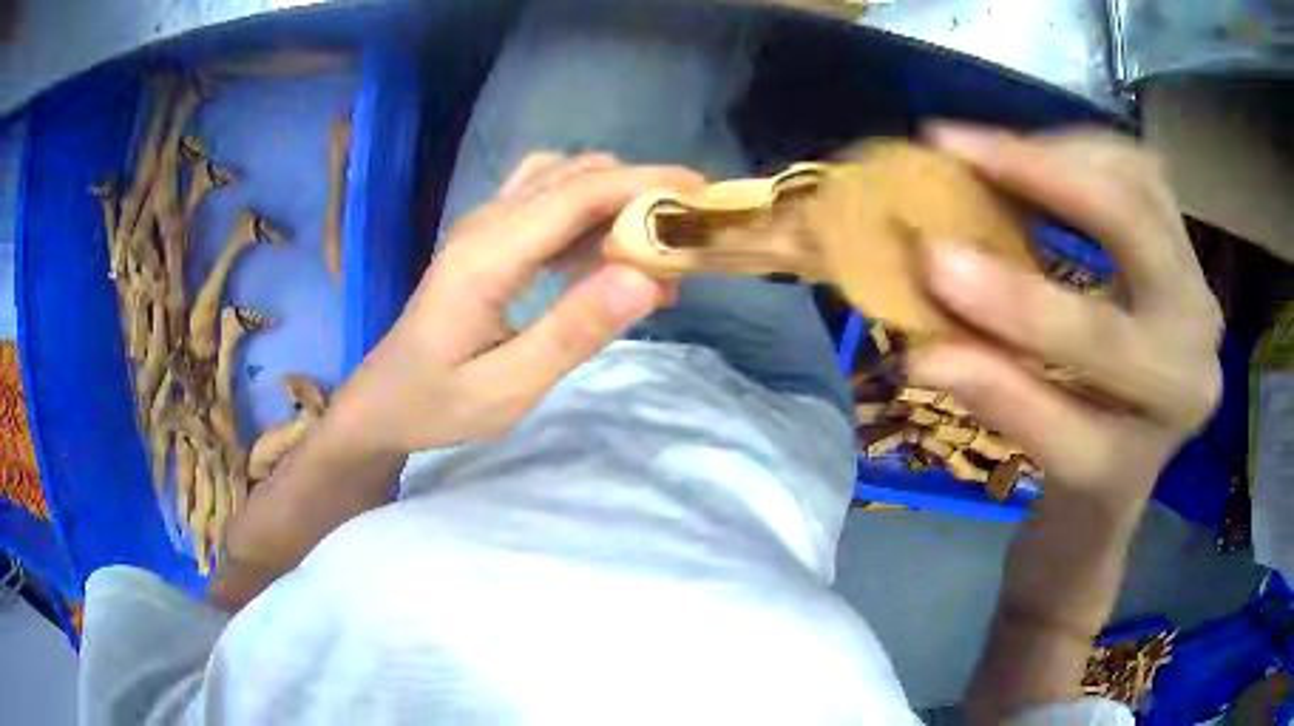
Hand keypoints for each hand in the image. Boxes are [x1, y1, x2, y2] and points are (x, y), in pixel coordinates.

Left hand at [335, 153, 703, 454]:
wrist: (381, 401)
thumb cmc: (436, 404)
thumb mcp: (506, 389)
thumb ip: (572, 332)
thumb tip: (644, 279)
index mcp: (488, 254)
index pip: (578, 192)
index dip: (645, 182)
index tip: (704, 194)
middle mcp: (486, 223)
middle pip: (575, 175)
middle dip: (640, 191)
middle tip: (684, 240)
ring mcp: (483, 225)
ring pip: (562, 180)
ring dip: (614, 201)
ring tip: (650, 256)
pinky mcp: (486, 237)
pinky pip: (547, 201)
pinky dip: (589, 214)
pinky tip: (604, 258)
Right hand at [912, 126, 1222, 510]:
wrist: (1142, 439)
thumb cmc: (1097, 457)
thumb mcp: (1053, 451)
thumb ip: (1003, 401)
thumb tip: (924, 356)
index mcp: (1174, 397)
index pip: (1100, 345)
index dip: (1016, 302)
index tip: (931, 261)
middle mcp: (1198, 328)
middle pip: (1132, 225)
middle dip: (1043, 181)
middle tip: (955, 149)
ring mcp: (1197, 273)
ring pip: (1135, 177)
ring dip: (1057, 153)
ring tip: (983, 150)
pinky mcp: (1182, 238)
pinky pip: (1137, 168)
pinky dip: (1079, 150)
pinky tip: (1034, 158)